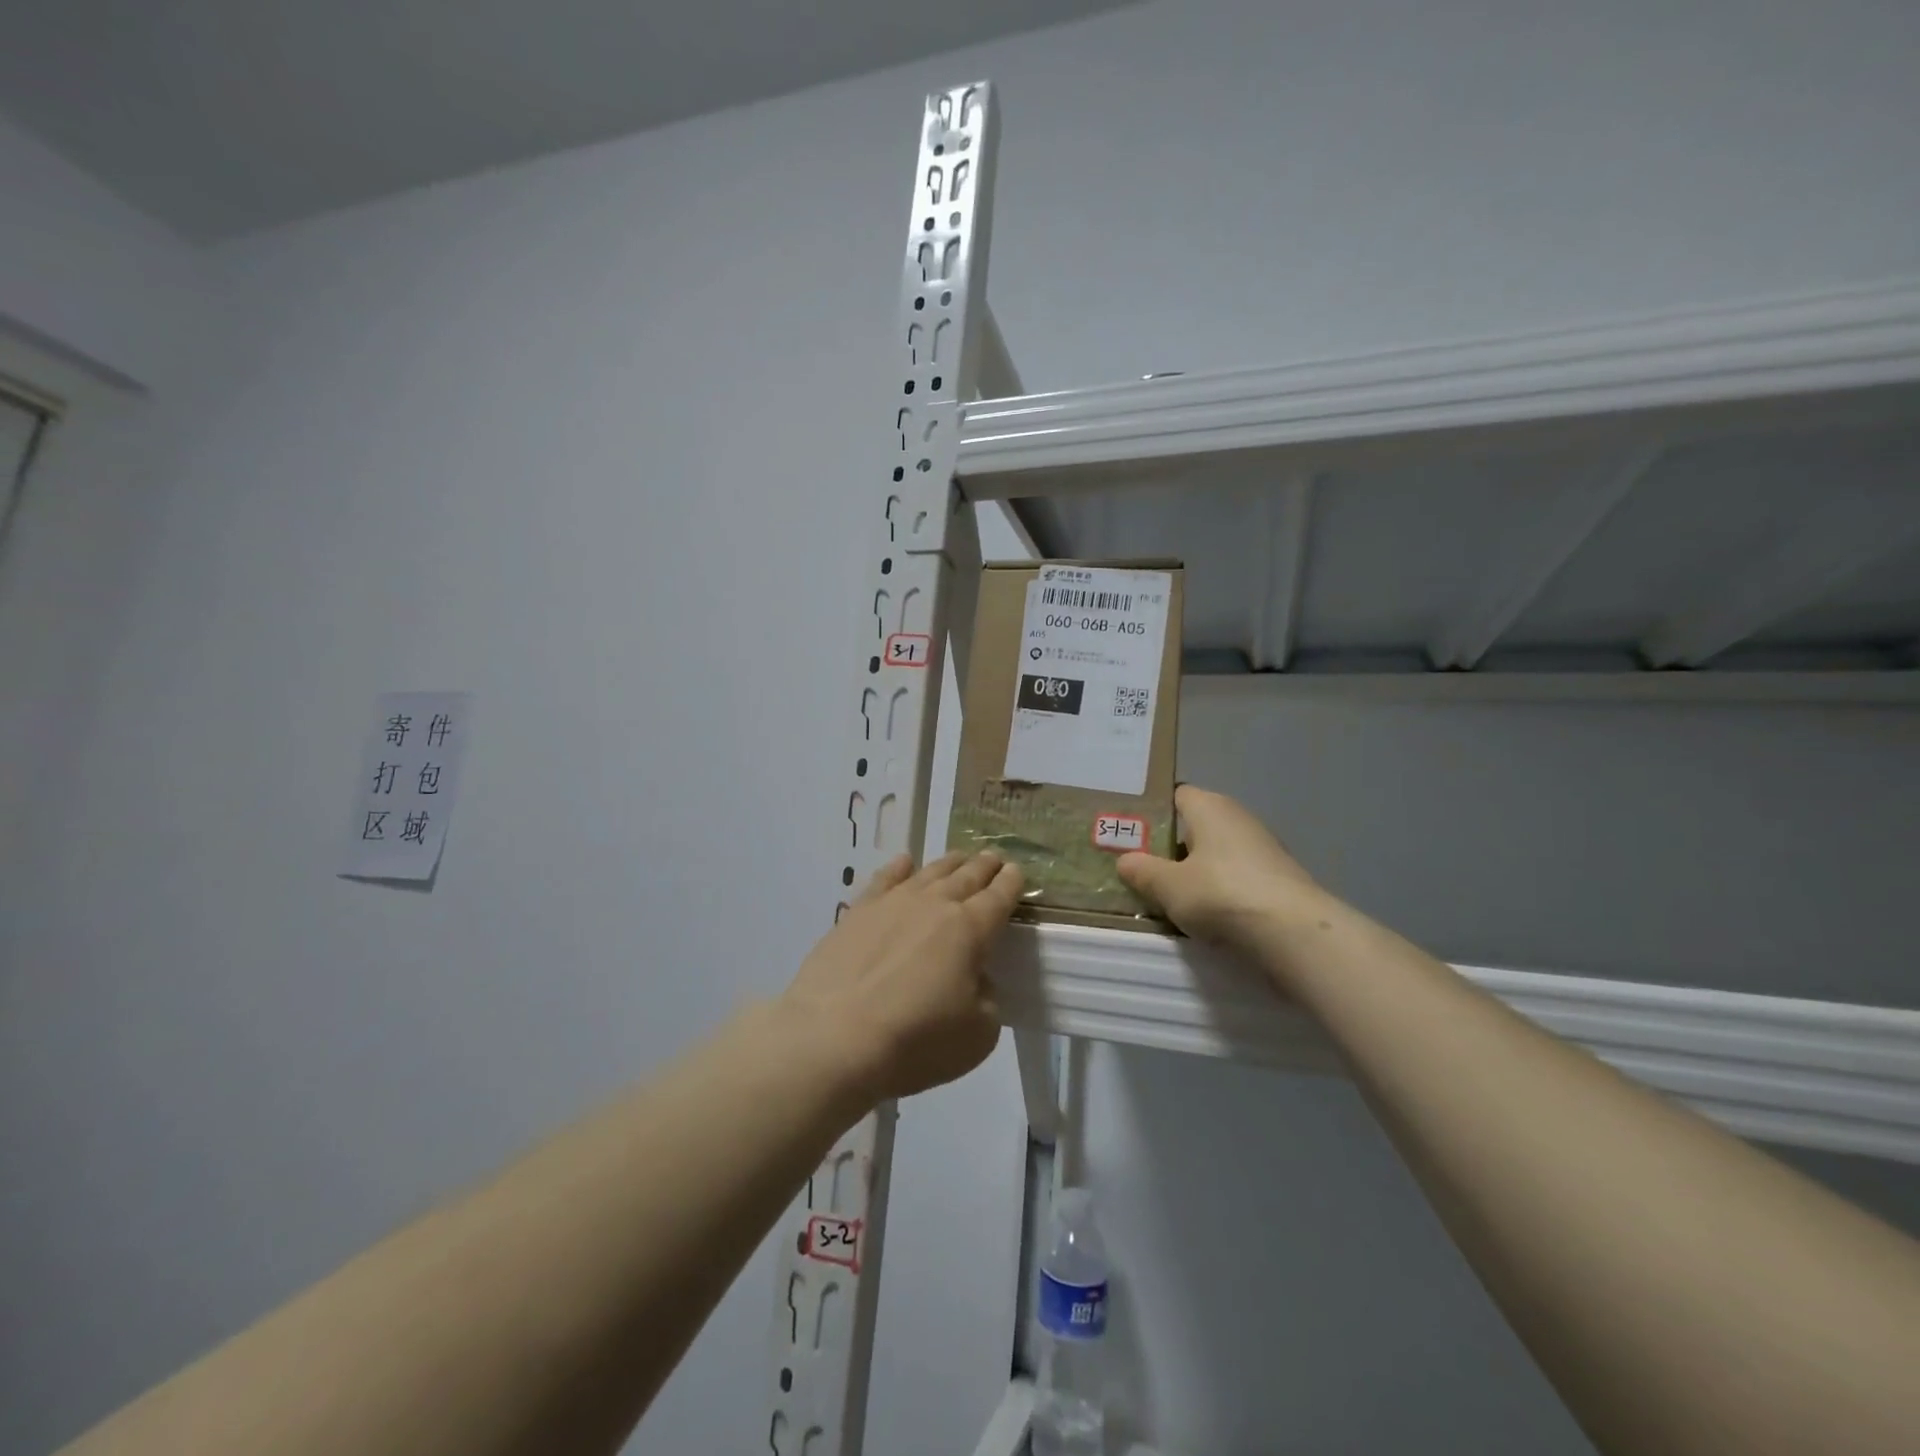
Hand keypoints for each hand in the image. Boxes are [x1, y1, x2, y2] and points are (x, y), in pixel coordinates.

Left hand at [781, 851, 1023, 1103]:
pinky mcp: (858, 911)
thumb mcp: (977, 1035)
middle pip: (967, 876)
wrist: (834, 1037)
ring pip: (930, 871)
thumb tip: (974, 978)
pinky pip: (885, 878)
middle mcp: (935, 904)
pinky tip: (905, 862)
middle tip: (995, 856)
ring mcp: (894, 903)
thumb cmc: (915, 1041)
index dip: (1012, 883)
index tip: (1018, 871)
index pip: (999, 897)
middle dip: (985, 865)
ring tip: (960, 857)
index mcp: (970, 930)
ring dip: (950, 862)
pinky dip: (900, 867)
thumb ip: (986, 999)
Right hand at [1117, 785, 1325, 950]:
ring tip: (1168, 897)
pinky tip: (1205, 915)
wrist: (1294, 933)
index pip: (1176, 795)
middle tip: (1141, 870)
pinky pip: (1236, 877)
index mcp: (1210, 806)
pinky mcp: (1277, 878)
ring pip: (1216, 854)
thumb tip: (1125, 860)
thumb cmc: (1221, 894)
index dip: (1152, 813)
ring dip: (1195, 872)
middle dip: (1170, 847)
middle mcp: (1238, 818)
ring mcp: (1262, 848)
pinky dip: (1219, 891)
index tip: (1131, 836)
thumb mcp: (1168, 886)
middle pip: (1195, 826)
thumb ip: (1142, 871)